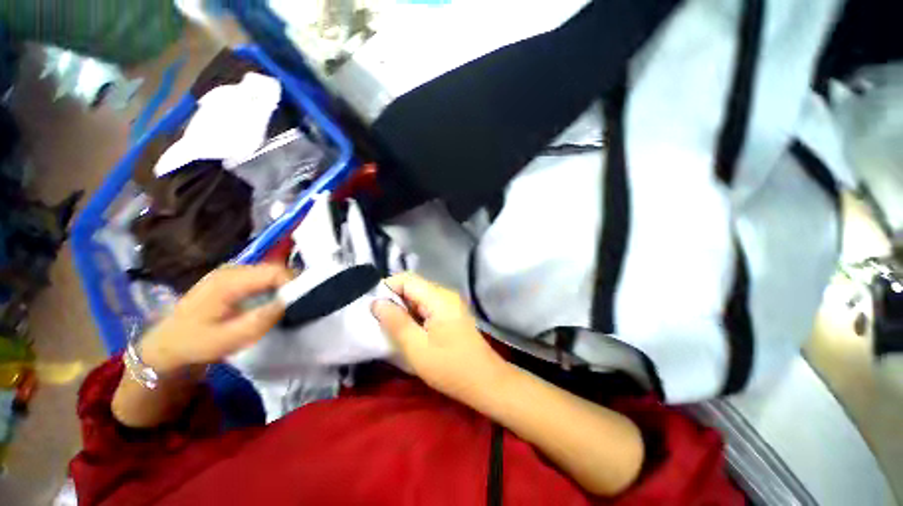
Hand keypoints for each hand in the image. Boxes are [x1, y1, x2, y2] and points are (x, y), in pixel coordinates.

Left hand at [140, 264, 291, 372]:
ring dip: (283, 284)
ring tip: (290, 301)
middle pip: (274, 268)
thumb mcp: (230, 338)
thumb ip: (262, 319)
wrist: (168, 343)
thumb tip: (290, 301)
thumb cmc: (197, 343)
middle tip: (300, 302)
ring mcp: (230, 271)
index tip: (302, 300)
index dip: (293, 283)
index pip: (274, 272)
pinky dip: (273, 285)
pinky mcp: (231, 277)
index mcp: (229, 281)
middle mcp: (231, 269)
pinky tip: (274, 299)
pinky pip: (262, 275)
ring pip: (270, 270)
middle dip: (291, 283)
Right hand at [372, 272, 506, 403]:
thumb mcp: (417, 348)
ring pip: (419, 297)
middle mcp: (446, 294)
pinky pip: (428, 306)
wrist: (485, 381)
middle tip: (378, 320)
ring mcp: (450, 303)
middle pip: (413, 286)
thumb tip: (376, 302)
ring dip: (403, 309)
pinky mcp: (451, 313)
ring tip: (390, 327)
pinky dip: (414, 315)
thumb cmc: (450, 367)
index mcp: (439, 298)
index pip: (407, 279)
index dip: (386, 288)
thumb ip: (395, 322)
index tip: (371, 306)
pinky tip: (408, 331)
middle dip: (394, 300)